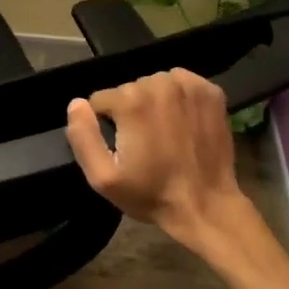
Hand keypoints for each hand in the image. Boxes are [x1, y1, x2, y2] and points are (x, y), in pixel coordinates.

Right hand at [64, 69, 268, 261]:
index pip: (101, 100)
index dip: (106, 125)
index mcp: (130, 102)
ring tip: (164, 133)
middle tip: (143, 143)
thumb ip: (83, 136)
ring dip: (154, 103)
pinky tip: (183, 122)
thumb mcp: (104, 177)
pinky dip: (179, 98)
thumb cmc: (151, 194)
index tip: (121, 147)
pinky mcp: (211, 92)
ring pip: (155, 85)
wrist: (206, 205)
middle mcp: (159, 84)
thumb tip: (76, 104)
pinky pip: (182, 83)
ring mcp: (189, 86)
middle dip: (130, 112)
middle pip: (129, 90)